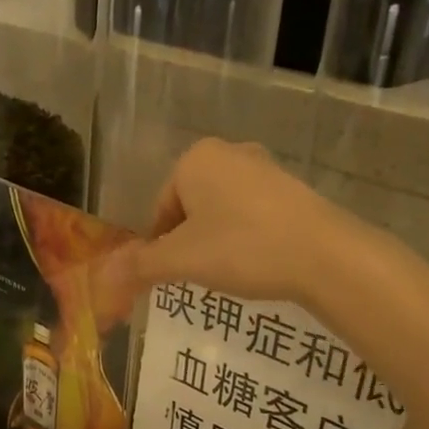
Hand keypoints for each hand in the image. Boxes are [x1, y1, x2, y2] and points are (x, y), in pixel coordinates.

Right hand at [103, 139, 352, 312]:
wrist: (326, 256)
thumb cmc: (243, 248)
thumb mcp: (183, 260)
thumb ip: (140, 264)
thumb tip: (103, 274)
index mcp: (195, 159)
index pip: (160, 208)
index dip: (159, 245)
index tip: (171, 274)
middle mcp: (229, 153)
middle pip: (190, 207)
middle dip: (189, 241)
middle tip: (199, 274)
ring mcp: (266, 168)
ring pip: (222, 211)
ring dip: (217, 240)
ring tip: (230, 272)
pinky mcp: (293, 188)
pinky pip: (253, 214)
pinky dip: (247, 237)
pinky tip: (258, 262)